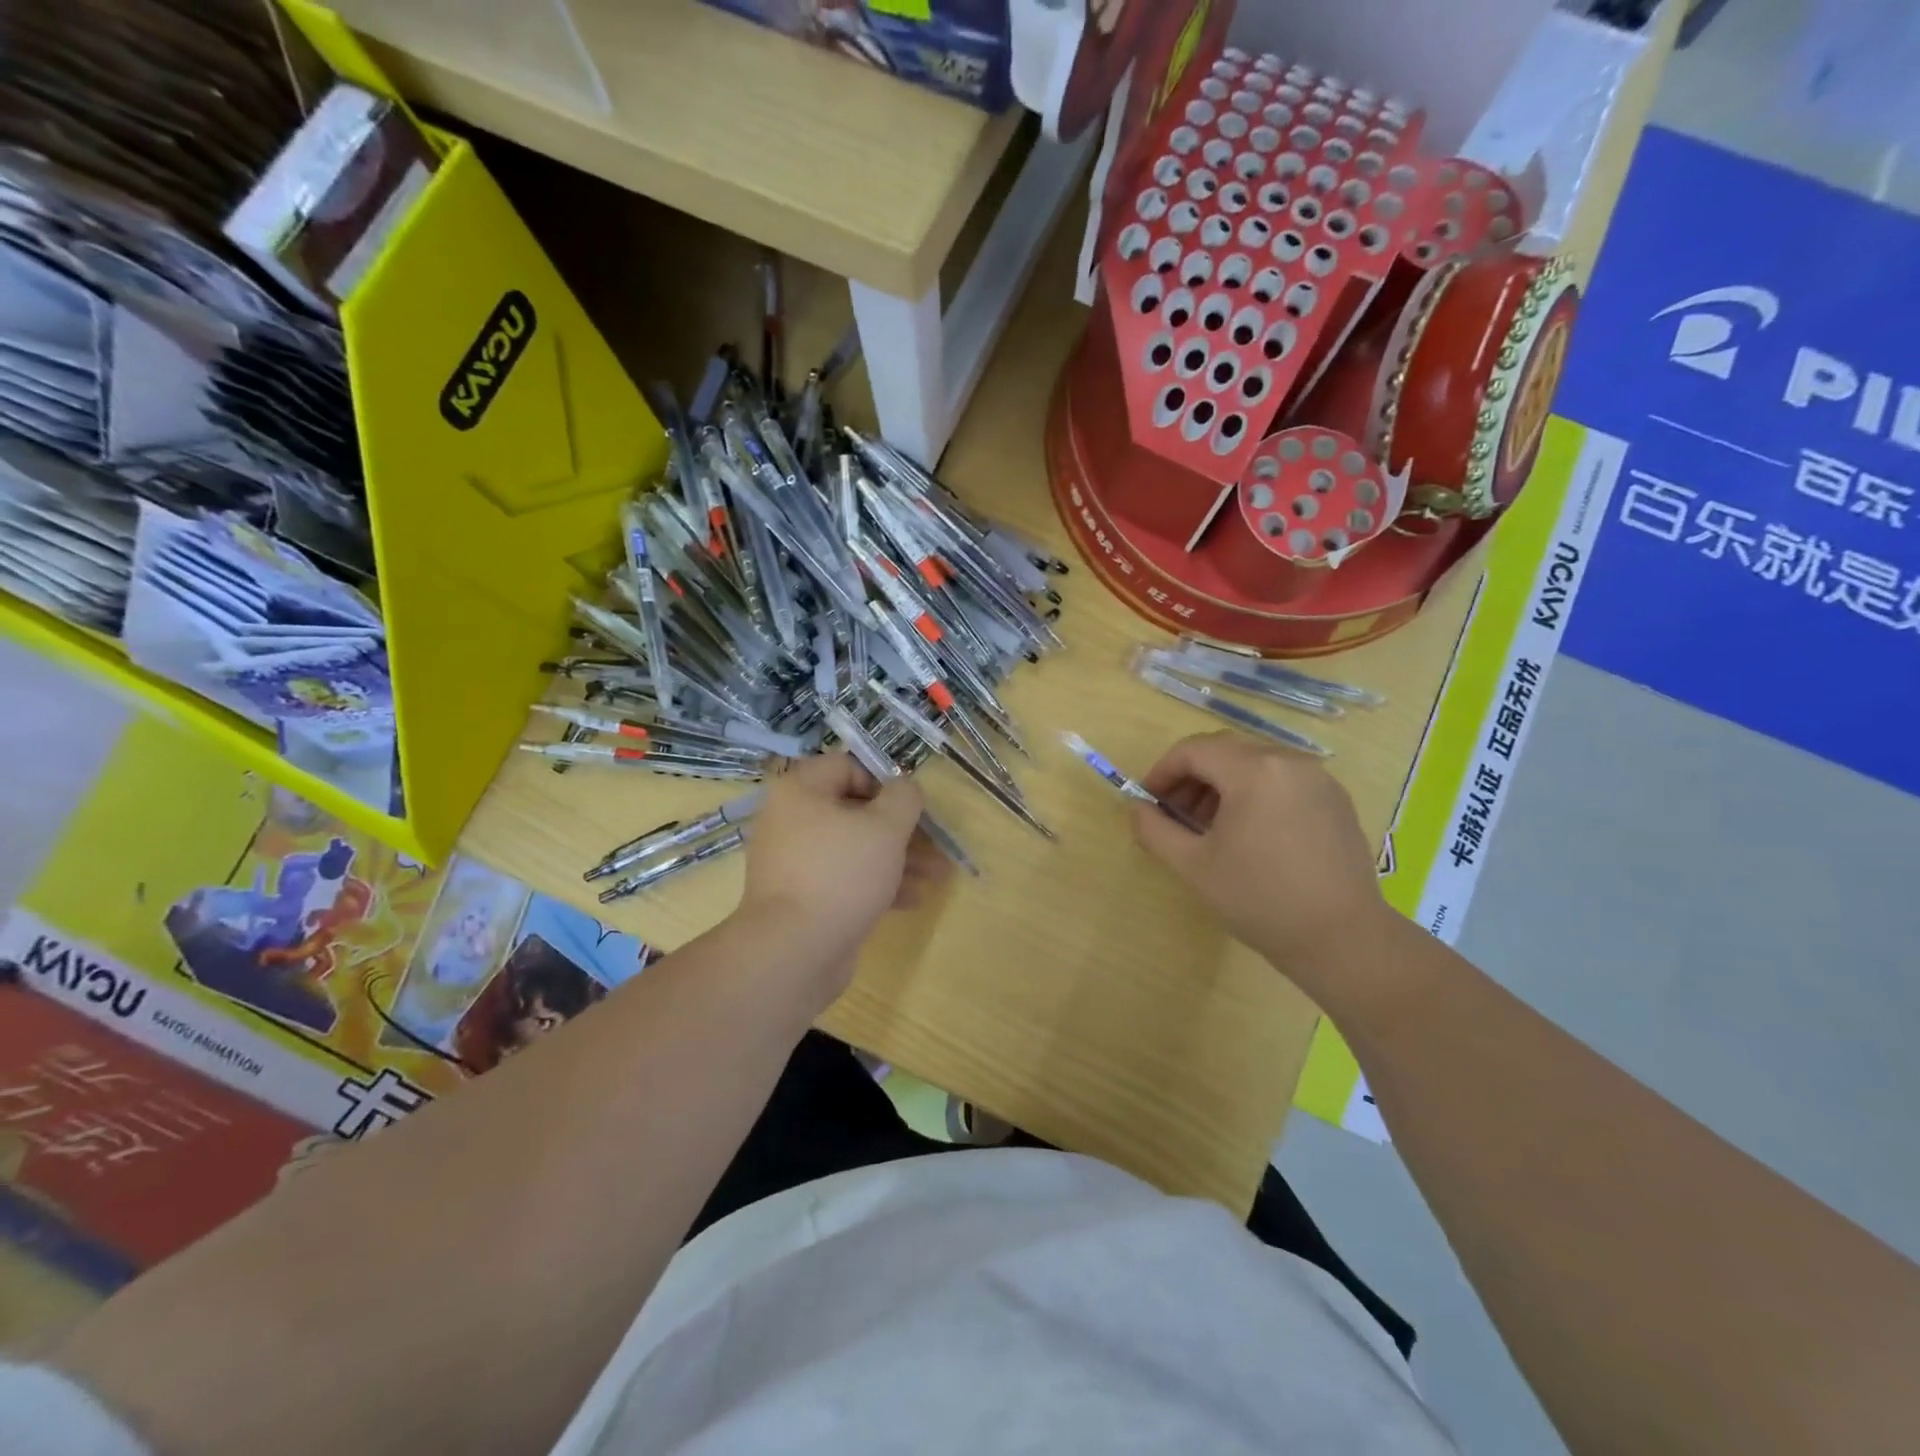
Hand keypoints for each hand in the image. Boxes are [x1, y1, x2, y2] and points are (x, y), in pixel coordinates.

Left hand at [740, 753, 949, 990]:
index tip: (912, 805)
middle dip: (901, 829)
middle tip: (935, 844)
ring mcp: (795, 862)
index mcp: (801, 792)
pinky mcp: (803, 897)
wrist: (794, 952)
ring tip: (937, 876)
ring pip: (854, 848)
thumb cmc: (841, 874)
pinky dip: (877, 883)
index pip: (847, 767)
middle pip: (855, 812)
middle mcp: (791, 821)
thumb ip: (903, 798)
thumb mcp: (885, 828)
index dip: (885, 781)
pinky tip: (913, 899)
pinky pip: (844, 879)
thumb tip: (905, 787)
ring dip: (897, 858)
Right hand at [1131, 733, 1394, 1003]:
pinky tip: (1249, 833)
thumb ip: (1155, 829)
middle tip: (1174, 814)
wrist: (1342, 938)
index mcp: (1253, 770)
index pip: (1193, 750)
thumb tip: (1138, 809)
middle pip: (1224, 751)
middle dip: (1191, 777)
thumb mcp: (1193, 866)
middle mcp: (1289, 761)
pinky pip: (1282, 780)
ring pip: (1254, 763)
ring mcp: (1318, 779)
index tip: (1148, 801)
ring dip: (1222, 784)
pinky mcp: (1335, 800)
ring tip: (1209, 827)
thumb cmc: (1259, 899)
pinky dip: (1254, 793)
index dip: (1162, 771)